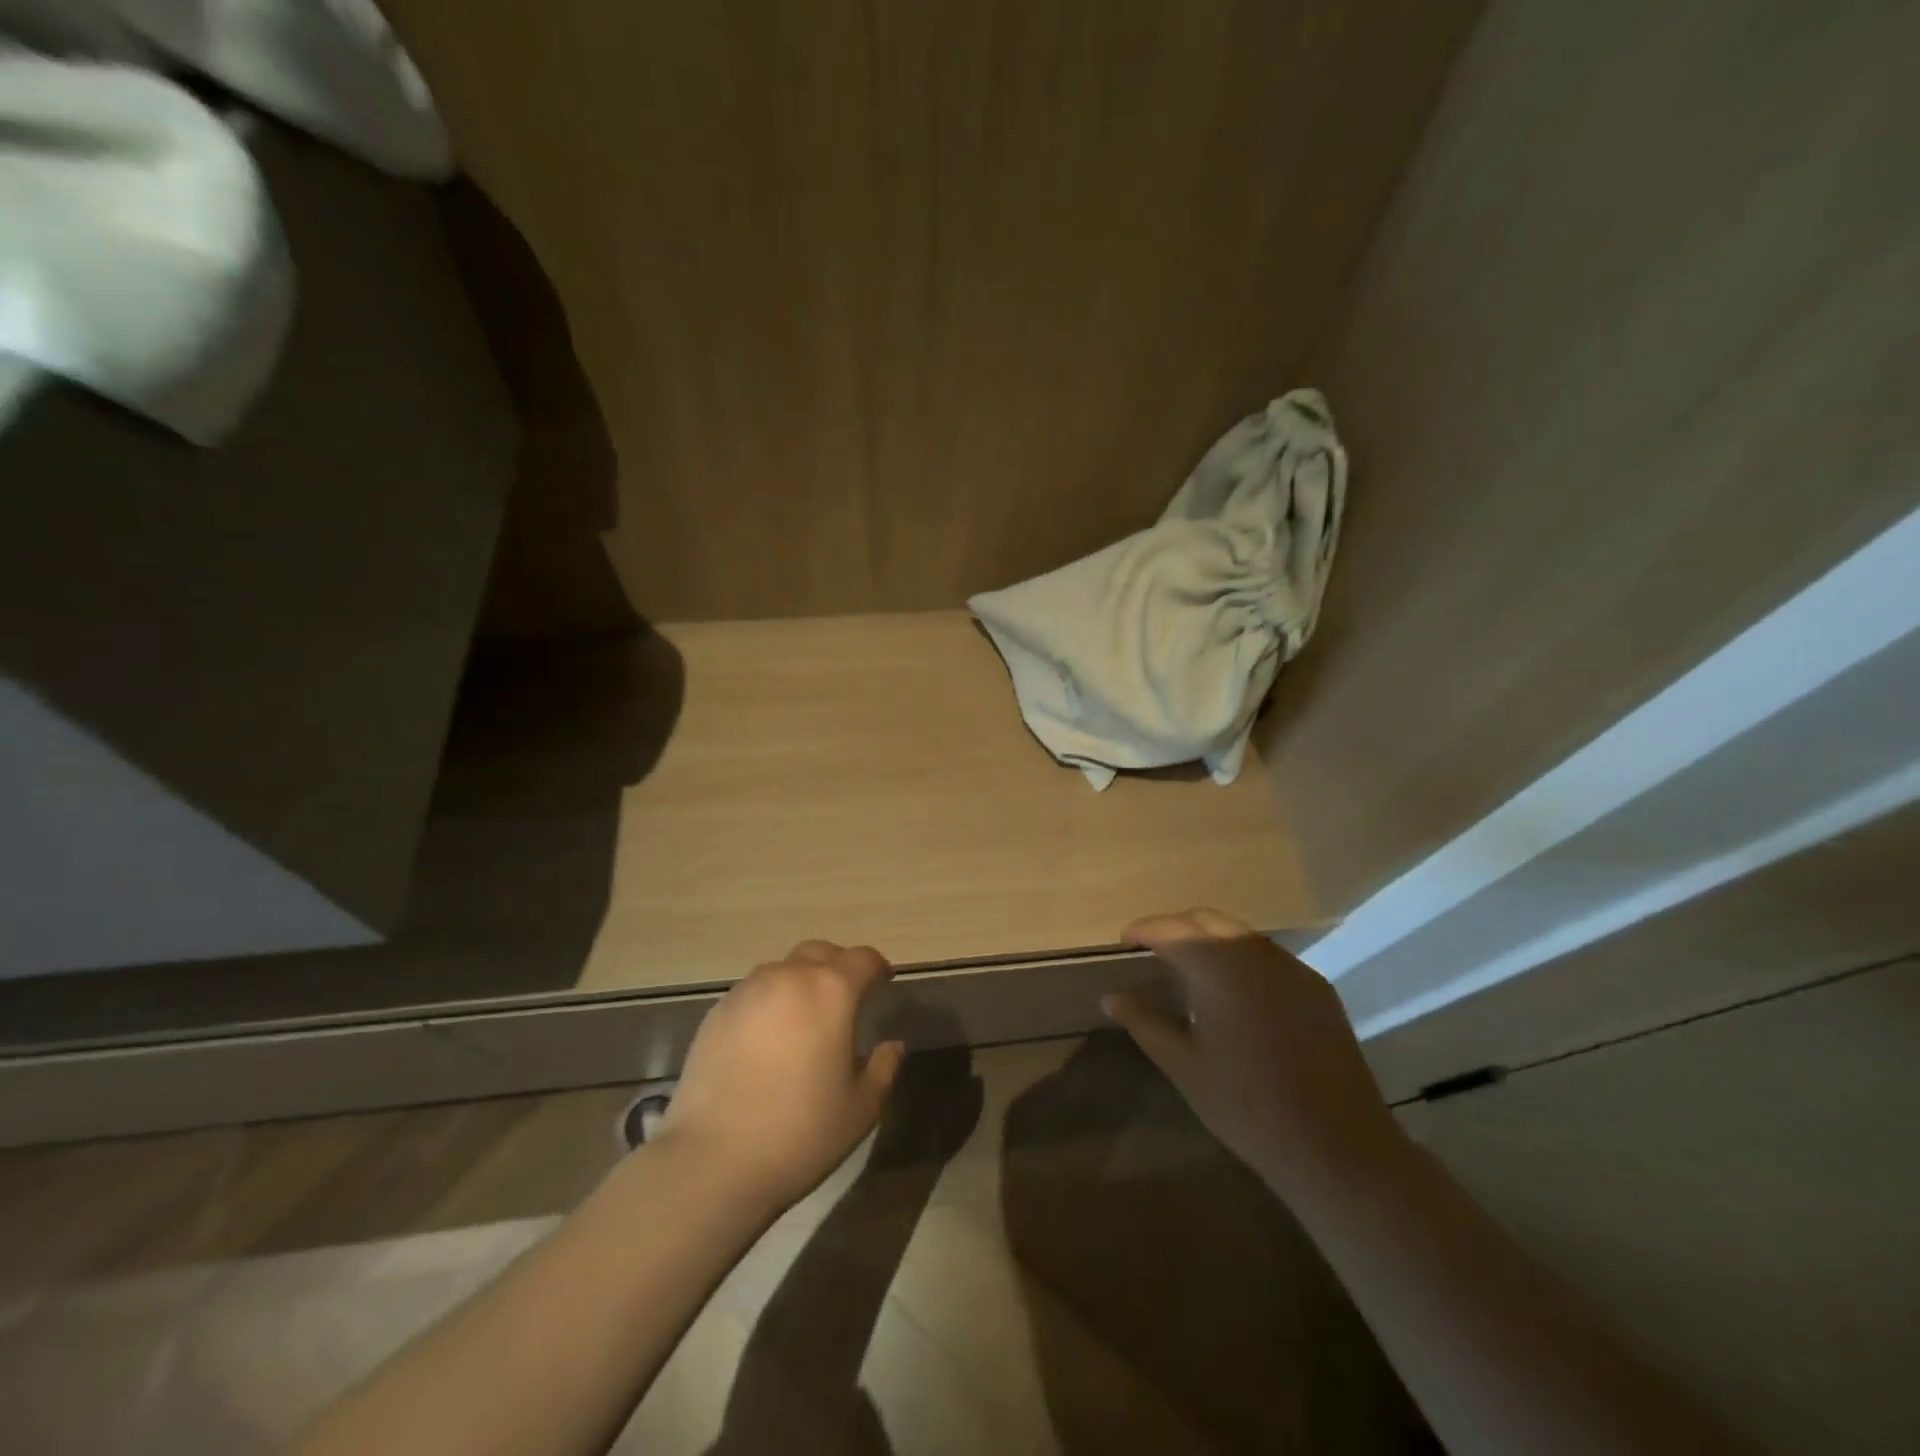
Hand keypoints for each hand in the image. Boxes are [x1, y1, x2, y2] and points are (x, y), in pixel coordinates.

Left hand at [653, 940, 905, 1210]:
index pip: (863, 958)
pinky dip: (769, 1002)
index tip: (883, 983)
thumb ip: (884, 1068)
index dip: (877, 968)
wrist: (711, 1161)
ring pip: (783, 969)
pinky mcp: (717, 1013)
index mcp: (831, 991)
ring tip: (803, 1018)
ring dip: (800, 982)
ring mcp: (747, 991)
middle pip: (820, 952)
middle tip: (846, 997)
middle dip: (838, 966)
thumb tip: (892, 1045)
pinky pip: (753, 993)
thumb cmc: (800, 1133)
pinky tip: (767, 1039)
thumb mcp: (861, 1109)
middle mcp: (789, 977)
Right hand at [1102, 908, 1403, 1198]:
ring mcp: (1291, 967)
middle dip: (1175, 928)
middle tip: (1152, 953)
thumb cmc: (1245, 1105)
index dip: (1142, 930)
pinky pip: (1269, 957)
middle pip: (1206, 919)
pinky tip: (1237, 995)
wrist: (1336, 1146)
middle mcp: (1254, 951)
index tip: (1123, 942)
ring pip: (1240, 934)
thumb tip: (1112, 996)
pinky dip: (1242, 960)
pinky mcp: (1317, 988)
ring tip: (1191, 971)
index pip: (1170, 929)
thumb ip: (1143, 1021)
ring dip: (1210, 941)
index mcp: (1216, 964)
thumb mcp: (1182, 1064)